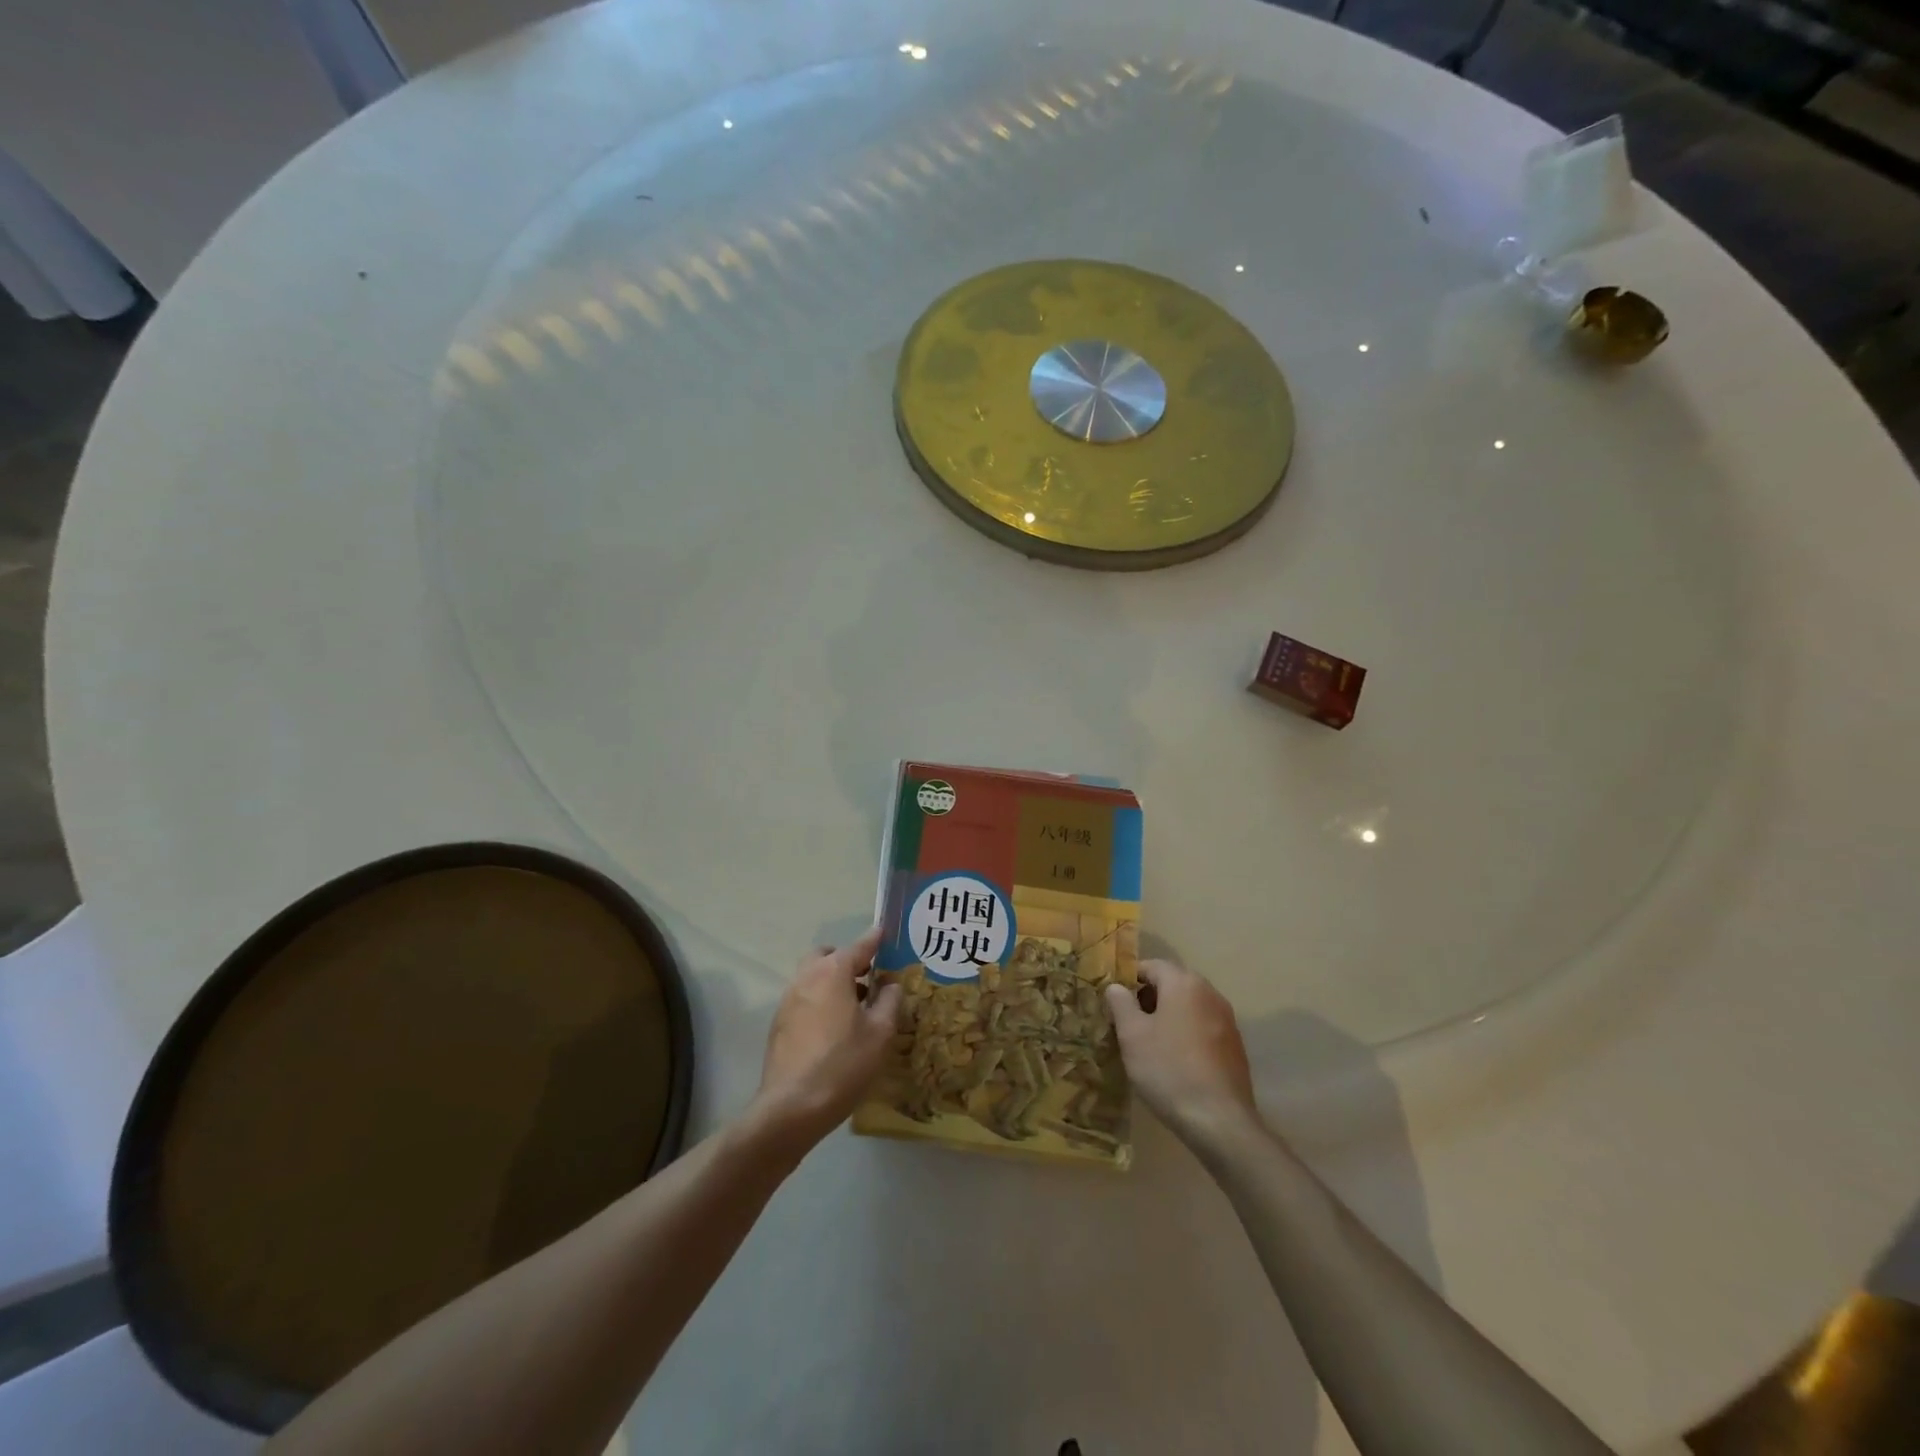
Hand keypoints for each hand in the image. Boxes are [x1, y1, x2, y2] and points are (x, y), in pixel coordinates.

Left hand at [752, 926, 902, 1148]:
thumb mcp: (880, 1033)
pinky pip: (804, 998)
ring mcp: (788, 1000)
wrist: (791, 1107)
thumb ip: (889, 1001)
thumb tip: (891, 985)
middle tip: (869, 977)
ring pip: (813, 976)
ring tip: (856, 1006)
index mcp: (832, 972)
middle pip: (828, 955)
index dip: (875, 940)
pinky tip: (835, 1028)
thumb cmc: (843, 1064)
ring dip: (833, 981)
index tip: (885, 932)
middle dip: (847, 959)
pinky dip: (820, 1000)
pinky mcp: (779, 1023)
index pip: (859, 946)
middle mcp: (806, 977)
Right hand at [1105, 959, 1256, 1145]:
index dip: (1128, 979)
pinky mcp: (1235, 1046)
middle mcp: (1210, 993)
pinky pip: (1203, 1027)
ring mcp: (1227, 1020)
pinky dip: (1186, 1034)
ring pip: (1189, 1006)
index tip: (1114, 1002)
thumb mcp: (1132, 1035)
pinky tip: (1175, 1061)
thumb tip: (1116, 987)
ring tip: (1148, 1043)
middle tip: (1127, 1022)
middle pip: (1172, 983)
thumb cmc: (1168, 1069)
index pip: (1151, 965)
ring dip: (1168, 1016)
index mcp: (1184, 983)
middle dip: (1148, 998)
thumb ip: (1121, 1003)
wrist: (1220, 1121)